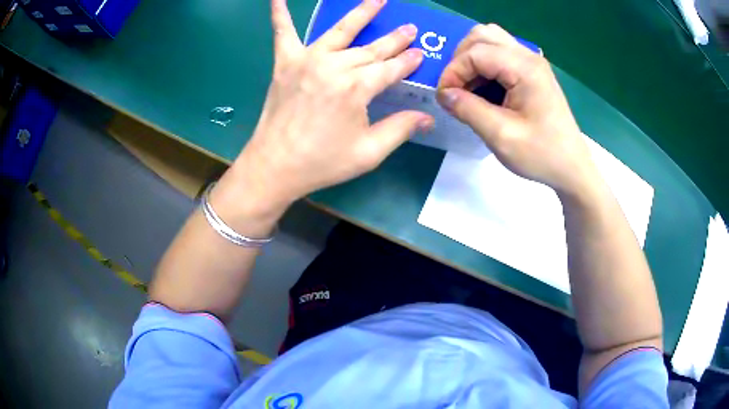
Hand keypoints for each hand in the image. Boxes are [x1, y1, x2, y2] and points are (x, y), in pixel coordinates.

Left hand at [224, 0, 432, 216]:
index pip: (390, 69)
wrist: (274, 166)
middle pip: (371, 49)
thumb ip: (399, 129)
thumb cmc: (322, 162)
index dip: (407, 62)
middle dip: (394, 39)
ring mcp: (307, 61)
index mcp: (356, 89)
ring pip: (340, 31)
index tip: (420, 54)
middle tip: (410, 28)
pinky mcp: (285, 63)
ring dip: (361, 13)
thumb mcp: (368, 153)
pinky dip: (280, 13)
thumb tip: (428, 117)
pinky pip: (283, 32)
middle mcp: (333, 66)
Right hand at [437, 24, 601, 197]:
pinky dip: (484, 65)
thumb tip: (443, 94)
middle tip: (456, 88)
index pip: (475, 52)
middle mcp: (528, 56)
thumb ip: (468, 109)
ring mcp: (532, 62)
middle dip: (460, 59)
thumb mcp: (501, 136)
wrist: (571, 167)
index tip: (445, 98)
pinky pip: (500, 54)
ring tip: (468, 87)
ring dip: (472, 59)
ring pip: (490, 40)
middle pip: (482, 36)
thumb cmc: (541, 154)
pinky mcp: (532, 71)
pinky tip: (484, 89)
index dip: (453, 72)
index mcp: (524, 68)